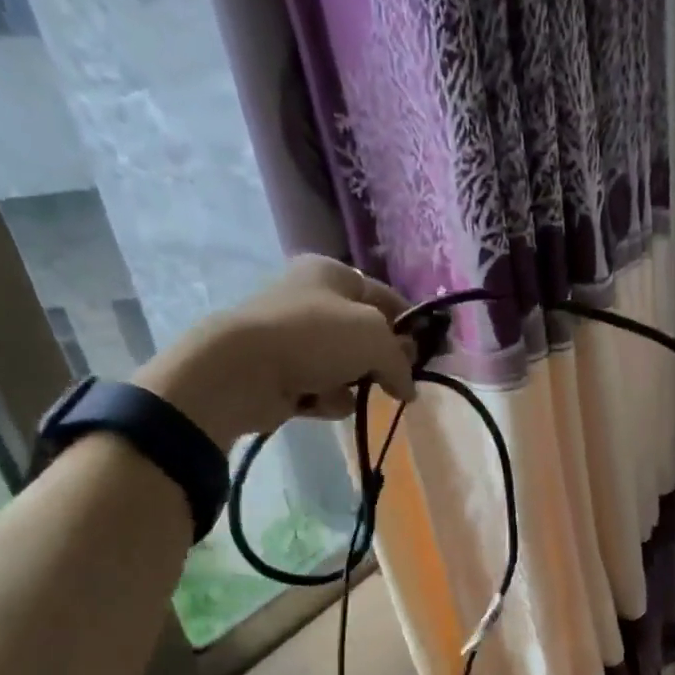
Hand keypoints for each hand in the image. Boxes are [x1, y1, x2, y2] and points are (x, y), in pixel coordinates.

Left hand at [131, 255, 415, 446]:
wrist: (242, 370)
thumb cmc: (314, 337)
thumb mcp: (374, 338)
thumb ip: (401, 362)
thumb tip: (409, 389)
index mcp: (332, 273)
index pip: (387, 298)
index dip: (412, 326)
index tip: (432, 355)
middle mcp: (313, 300)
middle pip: (367, 336)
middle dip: (381, 361)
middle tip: (395, 381)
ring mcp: (296, 339)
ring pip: (347, 367)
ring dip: (352, 384)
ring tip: (342, 390)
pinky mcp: (284, 373)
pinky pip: (323, 390)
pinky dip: (326, 399)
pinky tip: (316, 401)